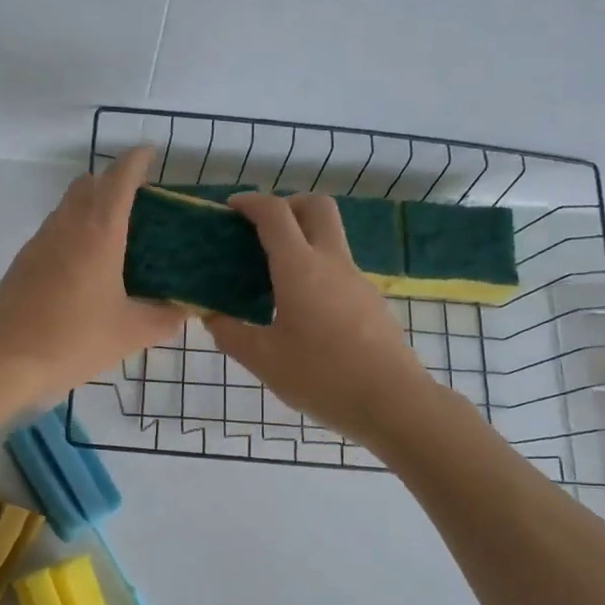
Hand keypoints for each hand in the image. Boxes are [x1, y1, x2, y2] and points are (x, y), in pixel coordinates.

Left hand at [0, 148, 187, 405]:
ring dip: (91, 207)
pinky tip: (85, 269)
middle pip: (89, 184)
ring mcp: (39, 242)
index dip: (136, 161)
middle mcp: (66, 226)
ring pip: (68, 206)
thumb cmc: (73, 340)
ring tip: (116, 238)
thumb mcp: (130, 333)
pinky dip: (74, 232)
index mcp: (98, 232)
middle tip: (139, 205)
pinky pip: (54, 231)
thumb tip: (184, 310)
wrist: (4, 361)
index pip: (119, 178)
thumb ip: (164, 318)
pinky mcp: (23, 262)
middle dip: (113, 182)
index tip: (150, 154)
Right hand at [205, 193, 436, 445]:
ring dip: (304, 240)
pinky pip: (340, 270)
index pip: (275, 214)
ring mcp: (357, 281)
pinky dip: (317, 271)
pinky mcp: (372, 302)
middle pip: (317, 207)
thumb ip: (231, 333)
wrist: (392, 402)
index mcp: (300, 268)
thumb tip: (212, 316)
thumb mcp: (263, 360)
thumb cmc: (321, 377)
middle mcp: (332, 263)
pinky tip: (303, 311)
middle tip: (263, 230)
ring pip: (332, 239)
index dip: (251, 202)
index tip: (231, 208)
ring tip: (275, 278)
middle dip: (288, 204)